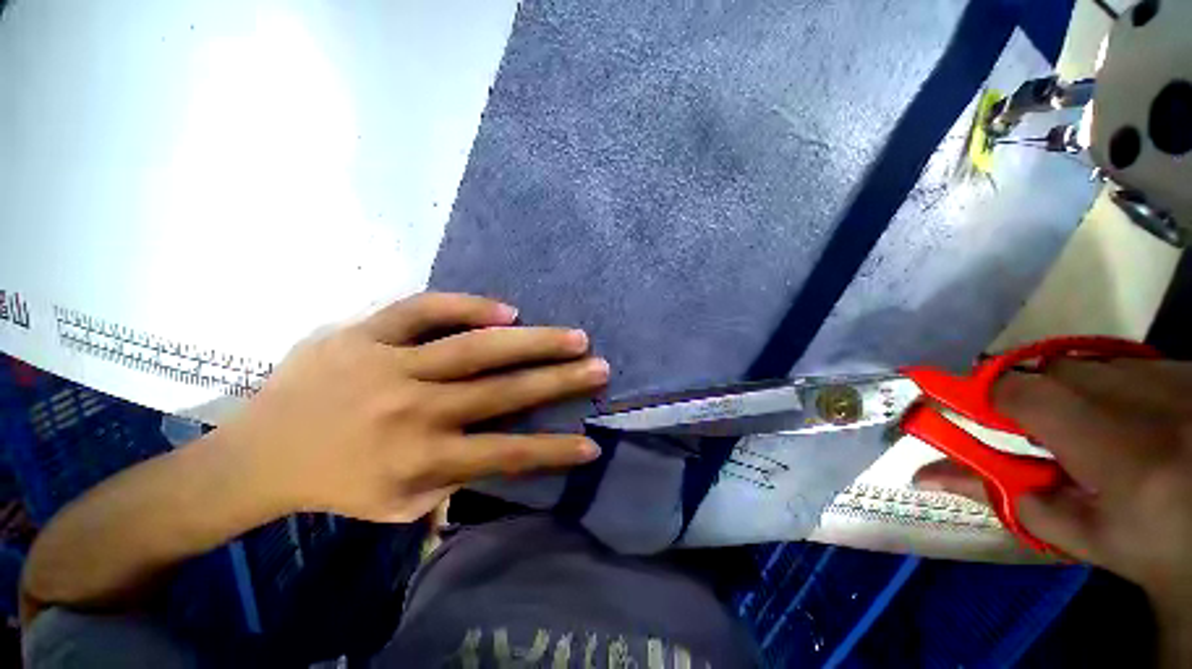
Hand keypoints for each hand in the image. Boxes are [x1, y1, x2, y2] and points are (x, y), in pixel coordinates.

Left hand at [218, 292, 607, 522]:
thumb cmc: (335, 484)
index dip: (554, 451)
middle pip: (503, 391)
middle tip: (599, 366)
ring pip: (475, 347)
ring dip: (532, 342)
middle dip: (561, 381)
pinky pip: (423, 309)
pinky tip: (507, 309)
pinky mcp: (363, 333)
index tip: (592, 443)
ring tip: (573, 336)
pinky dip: (468, 306)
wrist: (255, 453)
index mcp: (419, 460)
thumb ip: (451, 482)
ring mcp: (388, 366)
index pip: (506, 454)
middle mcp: (414, 411)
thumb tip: (501, 456)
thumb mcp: (396, 504)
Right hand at [915, 360, 1191, 608]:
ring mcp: (1172, 376)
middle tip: (1034, 433)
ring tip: (1086, 429)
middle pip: (1053, 372)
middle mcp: (1145, 397)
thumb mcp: (1086, 538)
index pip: (1024, 394)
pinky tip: (1128, 416)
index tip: (962, 410)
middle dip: (1030, 398)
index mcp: (1118, 450)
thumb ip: (1009, 501)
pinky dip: (1108, 385)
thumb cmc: (1158, 545)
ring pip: (1088, 365)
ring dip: (1069, 391)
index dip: (984, 397)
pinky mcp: (1187, 368)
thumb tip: (924, 475)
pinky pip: (1124, 364)